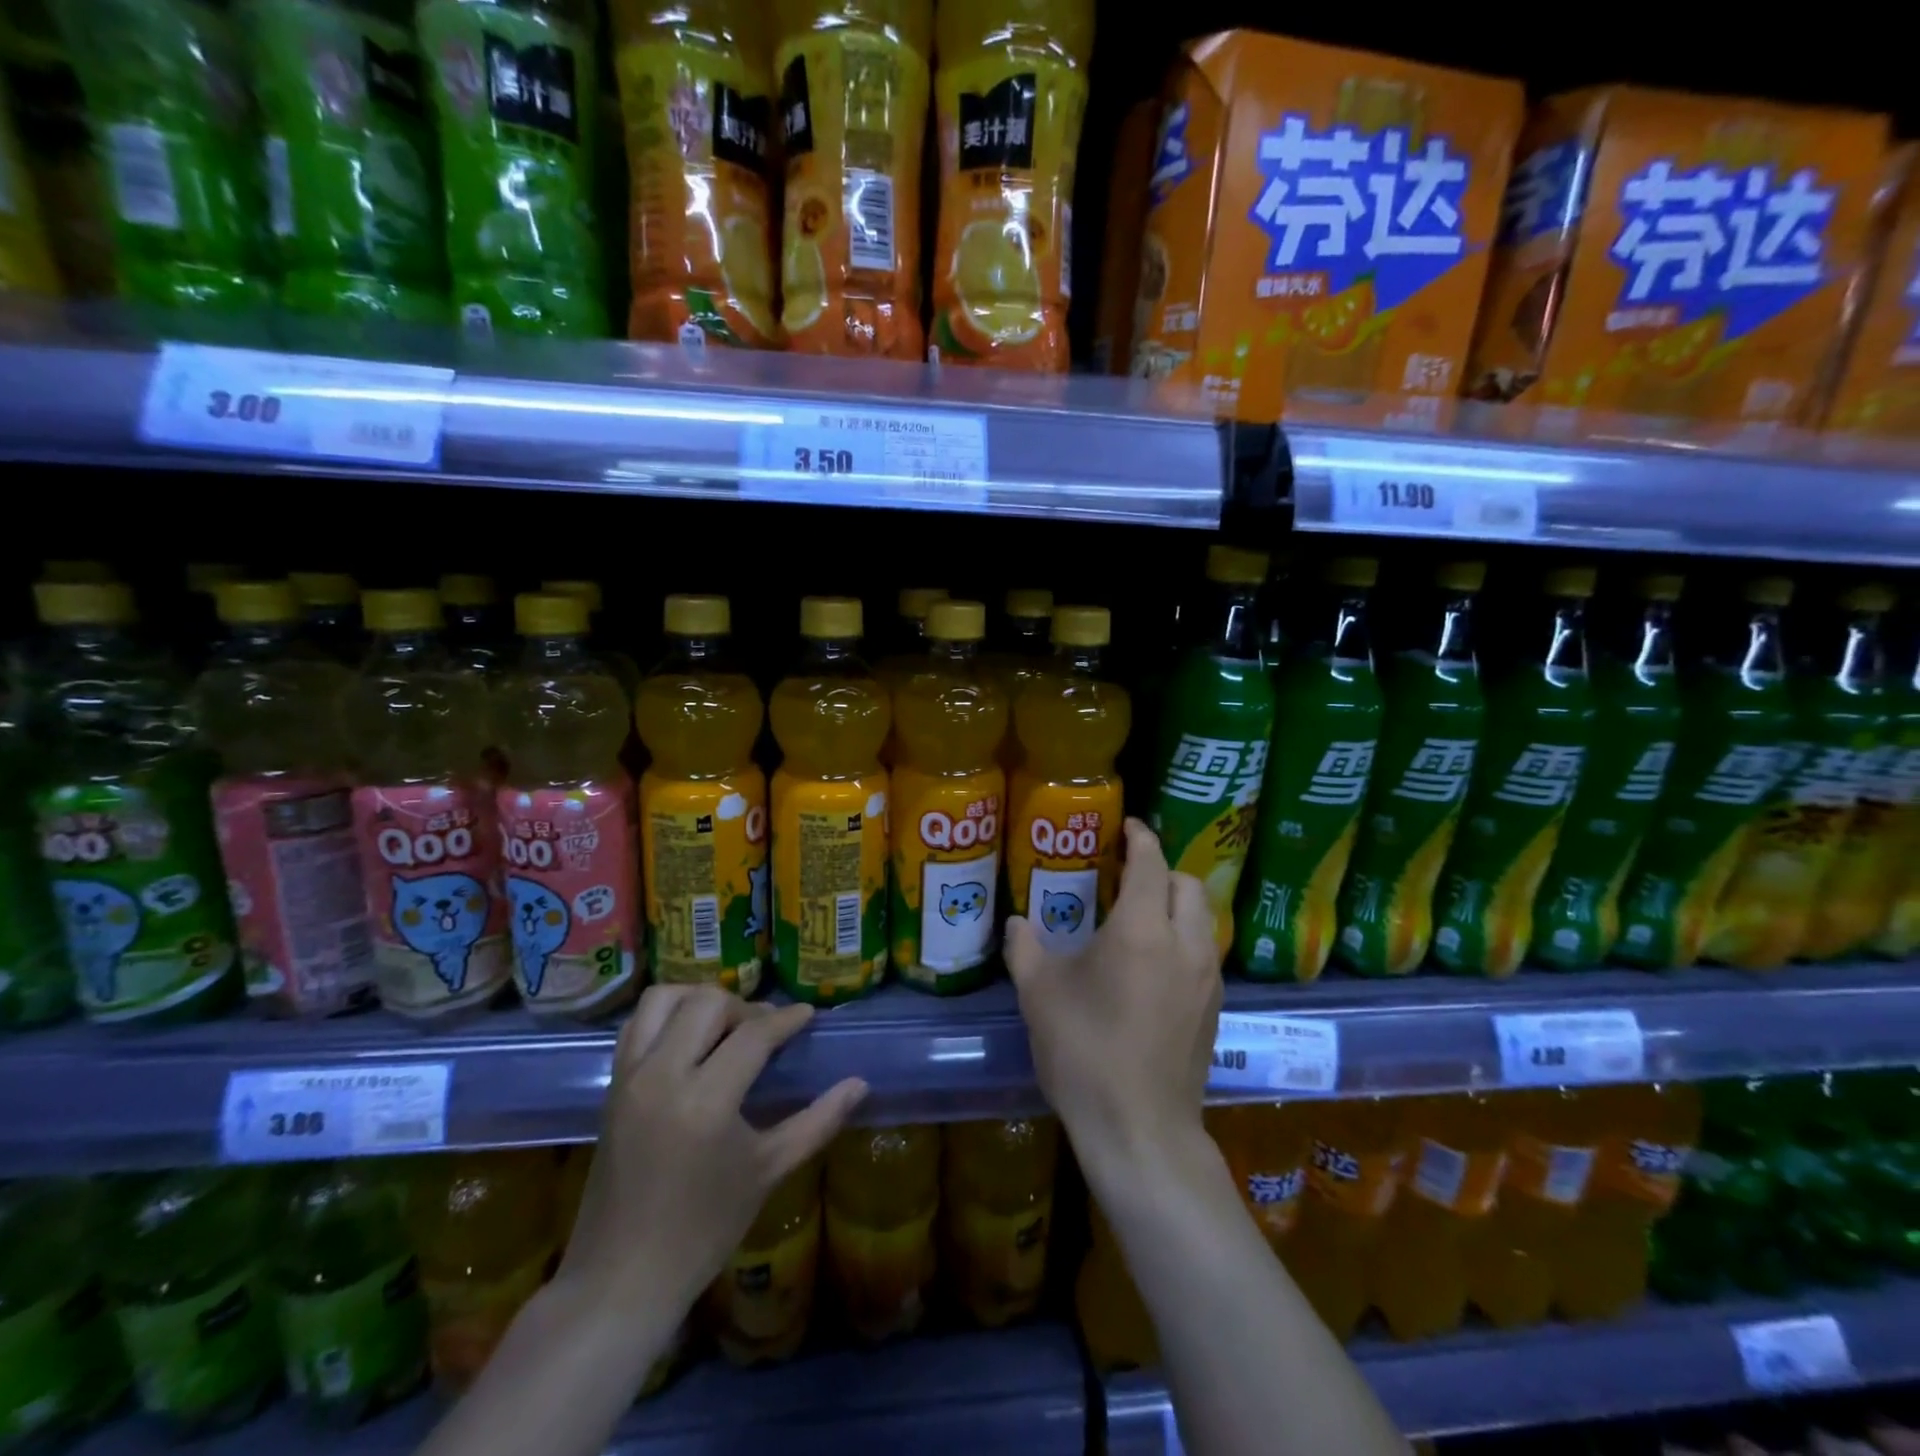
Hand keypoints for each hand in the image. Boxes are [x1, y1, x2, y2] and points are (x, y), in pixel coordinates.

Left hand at [558, 986, 866, 1311]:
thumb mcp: (768, 1171)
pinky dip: (666, 1015)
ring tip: (724, 1026)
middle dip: (745, 1007)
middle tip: (766, 1031)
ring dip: (700, 1000)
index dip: (787, 1019)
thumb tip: (860, 1085)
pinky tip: (689, 1038)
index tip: (808, 1015)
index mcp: (706, 1101)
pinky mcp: (612, 1084)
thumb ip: (818, 1121)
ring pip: (666, 998)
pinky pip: (637, 1023)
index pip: (754, 1034)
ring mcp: (631, 1077)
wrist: (622, 1277)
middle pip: (708, 1002)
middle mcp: (663, 1075)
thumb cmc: (703, 1229)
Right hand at [1004, 818, 1219, 1183]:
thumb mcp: (1039, 995)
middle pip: (1187, 884)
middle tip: (1127, 876)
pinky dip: (1186, 936)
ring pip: (1203, 917)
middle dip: (1162, 869)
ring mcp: (1207, 977)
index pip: (1151, 863)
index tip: (1126, 827)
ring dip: (1178, 903)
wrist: (1140, 1130)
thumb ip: (1025, 948)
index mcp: (1142, 930)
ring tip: (1142, 914)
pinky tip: (1155, 961)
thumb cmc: (1084, 1052)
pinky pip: (1206, 950)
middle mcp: (1185, 944)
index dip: (1140, 837)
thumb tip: (1016, 922)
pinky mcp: (1215, 1007)